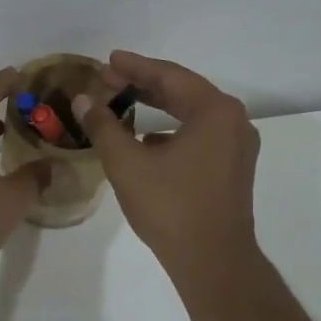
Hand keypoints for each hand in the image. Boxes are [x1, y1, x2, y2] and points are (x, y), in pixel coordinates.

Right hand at [74, 50, 260, 279]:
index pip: (169, 76)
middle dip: (144, 85)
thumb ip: (104, 126)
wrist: (212, 261)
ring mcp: (237, 146)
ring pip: (190, 115)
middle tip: (108, 80)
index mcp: (214, 110)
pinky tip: (145, 140)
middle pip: (183, 92)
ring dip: (157, 108)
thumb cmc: (170, 206)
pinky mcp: (232, 169)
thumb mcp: (127, 162)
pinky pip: (198, 136)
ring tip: (122, 104)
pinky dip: (170, 131)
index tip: (108, 59)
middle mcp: (233, 121)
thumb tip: (84, 100)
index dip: (134, 66)